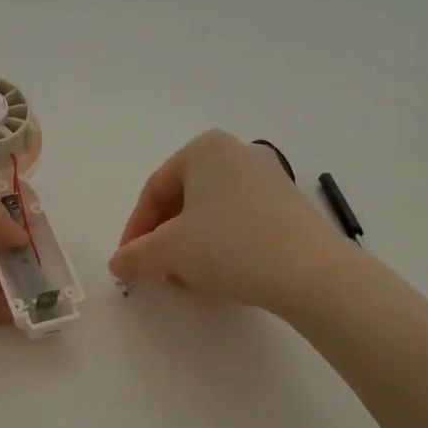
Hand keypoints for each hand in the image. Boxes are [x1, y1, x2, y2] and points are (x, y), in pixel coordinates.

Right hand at [109, 130, 344, 314]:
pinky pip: (241, 222)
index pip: (155, 190)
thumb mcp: (169, 252)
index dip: (135, 229)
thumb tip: (117, 264)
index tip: (128, 262)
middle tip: (155, 270)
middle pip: (184, 199)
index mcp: (204, 148)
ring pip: (212, 213)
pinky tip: (221, 276)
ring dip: (191, 246)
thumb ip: (135, 256)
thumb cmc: (229, 246)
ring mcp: (269, 178)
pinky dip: (222, 246)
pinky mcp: (290, 207)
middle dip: (164, 238)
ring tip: (186, 279)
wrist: (310, 273)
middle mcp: (238, 153)